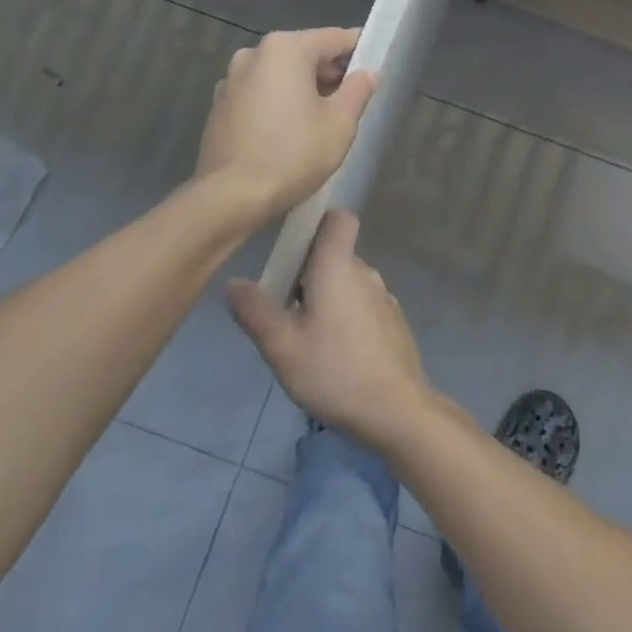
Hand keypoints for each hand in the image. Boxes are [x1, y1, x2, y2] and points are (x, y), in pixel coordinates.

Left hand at [194, 28, 376, 221]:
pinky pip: (260, 93)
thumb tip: (368, 73)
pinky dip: (279, 102)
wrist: (232, 195)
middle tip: (353, 98)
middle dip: (330, 72)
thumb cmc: (293, 154)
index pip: (334, 38)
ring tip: (324, 118)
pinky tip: (291, 130)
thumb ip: (358, 91)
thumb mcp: (340, 124)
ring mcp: (231, 79)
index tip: (375, 65)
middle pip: (304, 53)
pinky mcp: (220, 105)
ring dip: (304, 88)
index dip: (359, 49)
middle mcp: (254, 53)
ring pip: (280, 74)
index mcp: (285, 49)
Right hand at [227, 211, 433, 451]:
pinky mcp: (394, 325)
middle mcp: (366, 273)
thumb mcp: (281, 346)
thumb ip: (254, 310)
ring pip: (348, 284)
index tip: (291, 247)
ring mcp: (385, 299)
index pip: (338, 219)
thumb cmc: (334, 371)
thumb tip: (234, 283)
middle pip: (335, 255)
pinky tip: (333, 355)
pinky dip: (346, 318)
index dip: (317, 222)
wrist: (397, 412)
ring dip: (326, 299)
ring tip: (304, 337)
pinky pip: (363, 307)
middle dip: (308, 273)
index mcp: (338, 266)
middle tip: (281, 308)